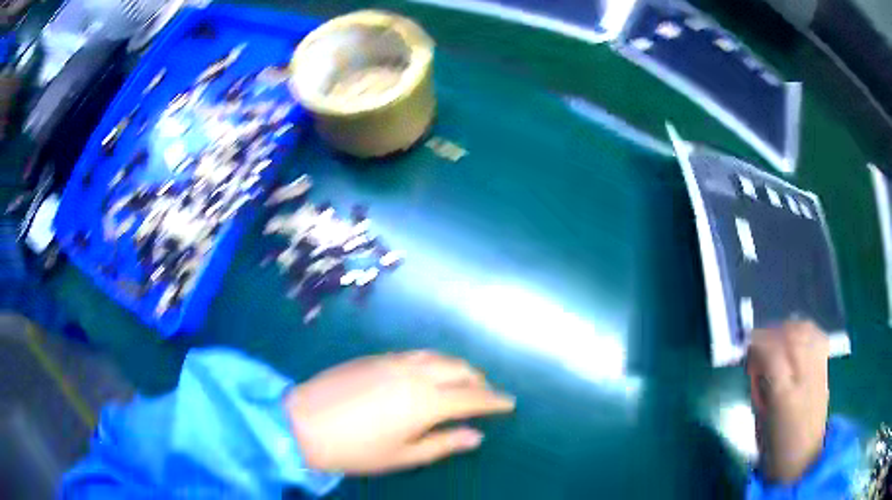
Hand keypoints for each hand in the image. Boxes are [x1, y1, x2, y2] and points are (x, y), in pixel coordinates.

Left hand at [283, 351, 515, 474]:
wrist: (302, 422)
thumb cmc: (355, 449)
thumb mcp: (402, 456)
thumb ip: (443, 444)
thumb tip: (477, 436)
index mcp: (426, 402)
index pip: (472, 397)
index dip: (494, 400)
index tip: (510, 403)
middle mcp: (415, 374)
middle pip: (459, 369)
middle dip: (478, 380)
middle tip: (487, 393)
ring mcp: (393, 361)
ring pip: (438, 356)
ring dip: (458, 366)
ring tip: (464, 379)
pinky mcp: (375, 357)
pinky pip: (416, 353)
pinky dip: (434, 360)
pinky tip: (430, 370)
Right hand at [747, 321, 829, 483]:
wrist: (803, 459)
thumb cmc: (774, 447)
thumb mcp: (759, 421)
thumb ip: (759, 386)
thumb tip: (756, 360)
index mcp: (784, 397)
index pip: (773, 354)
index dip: (758, 342)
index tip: (747, 344)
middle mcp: (805, 378)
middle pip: (792, 336)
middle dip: (773, 331)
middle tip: (760, 340)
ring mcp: (819, 371)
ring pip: (807, 331)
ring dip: (789, 327)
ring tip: (778, 336)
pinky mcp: (826, 370)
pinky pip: (818, 337)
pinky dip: (806, 330)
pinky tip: (797, 336)